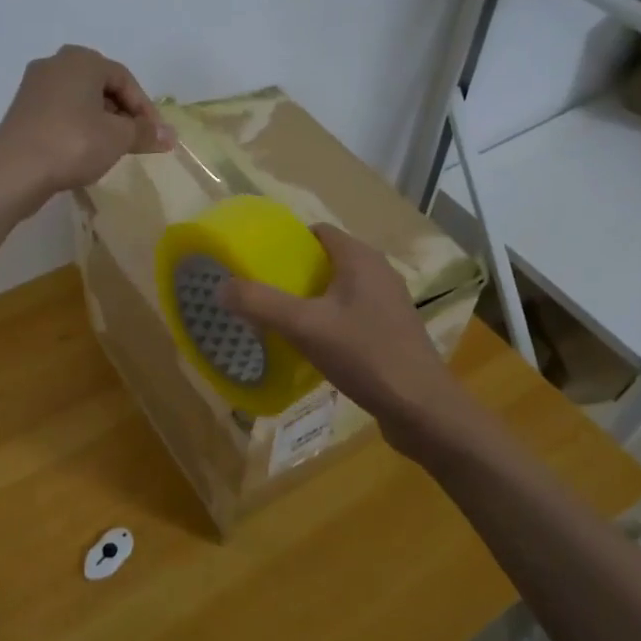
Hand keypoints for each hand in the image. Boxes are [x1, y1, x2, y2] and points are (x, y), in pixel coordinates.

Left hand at [0, 45, 173, 208]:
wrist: (14, 170)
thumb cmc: (73, 143)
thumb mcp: (118, 138)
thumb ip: (145, 133)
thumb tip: (171, 135)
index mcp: (82, 60)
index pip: (125, 79)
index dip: (145, 109)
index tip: (155, 136)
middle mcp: (56, 63)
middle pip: (102, 86)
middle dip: (123, 113)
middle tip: (135, 140)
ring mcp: (35, 86)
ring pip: (81, 99)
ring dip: (102, 121)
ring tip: (112, 148)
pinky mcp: (23, 109)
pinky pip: (61, 112)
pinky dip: (79, 126)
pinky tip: (84, 150)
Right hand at [221, 224, 466, 442]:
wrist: (420, 407)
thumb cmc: (365, 355)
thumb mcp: (305, 327)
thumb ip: (261, 304)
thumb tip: (220, 287)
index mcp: (361, 259)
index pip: (318, 233)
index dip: (286, 241)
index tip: (256, 259)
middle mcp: (378, 273)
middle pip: (327, 261)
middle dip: (293, 273)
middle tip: (259, 291)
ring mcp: (388, 303)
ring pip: (339, 290)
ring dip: (310, 299)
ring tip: (277, 318)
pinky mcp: (390, 331)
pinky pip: (351, 314)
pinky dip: (328, 321)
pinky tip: (310, 345)